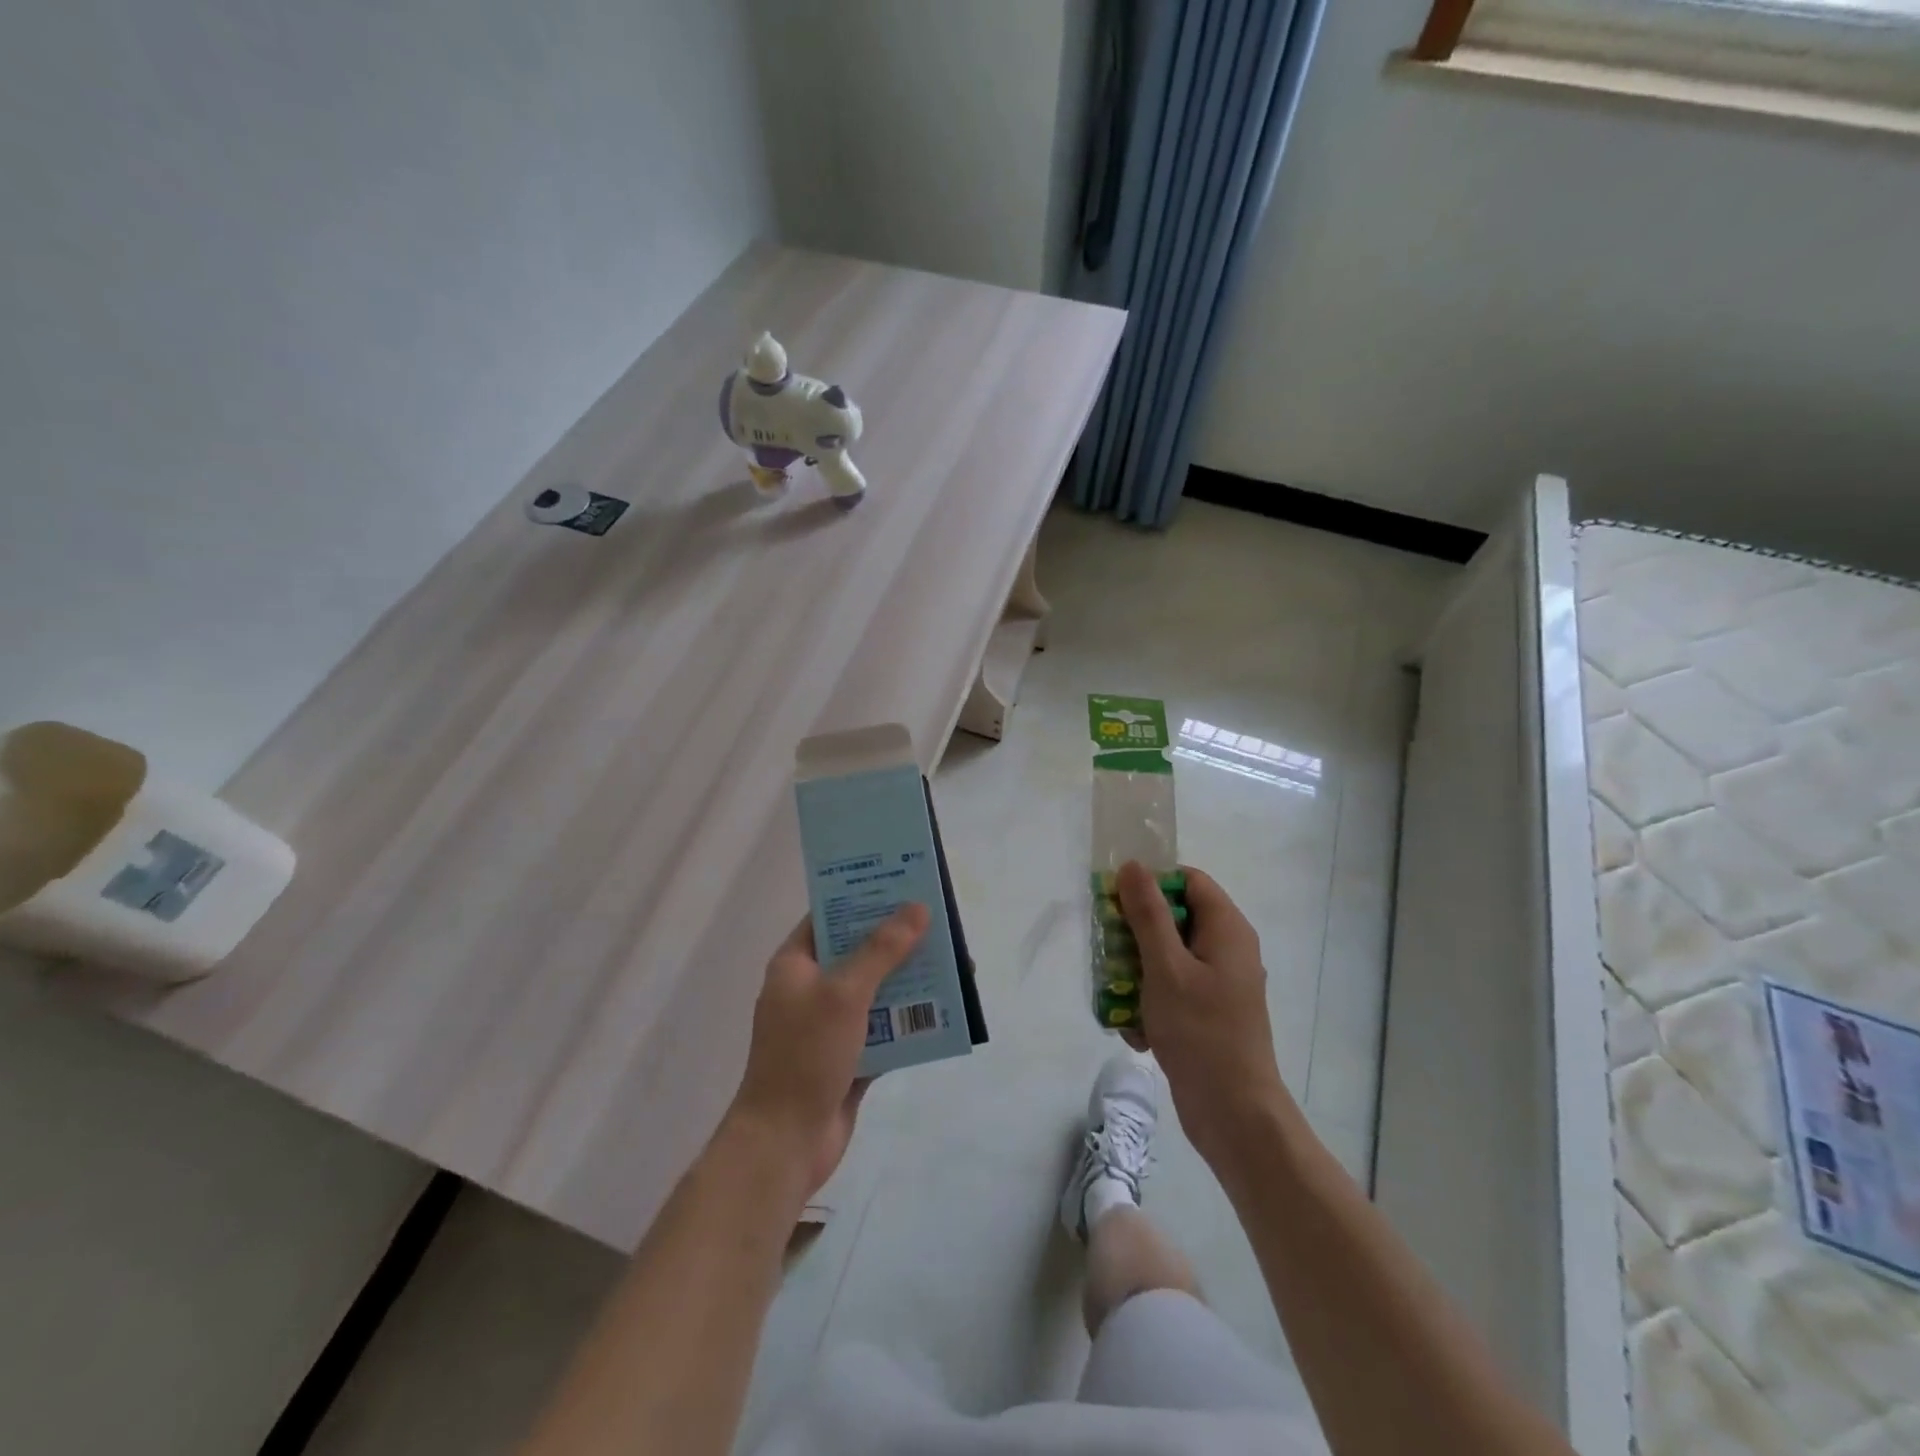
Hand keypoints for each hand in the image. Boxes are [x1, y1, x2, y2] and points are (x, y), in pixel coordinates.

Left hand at [728, 903, 929, 1196]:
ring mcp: (831, 1024)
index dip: (863, 896)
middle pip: (859, 950)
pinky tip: (946, 1009)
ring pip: (877, 989)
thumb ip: (882, 949)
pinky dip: (911, 1018)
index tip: (902, 882)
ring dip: (910, 978)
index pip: (829, 915)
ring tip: (952, 962)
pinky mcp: (851, 1055)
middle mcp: (812, 988)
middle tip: (939, 920)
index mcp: (796, 964)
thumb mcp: (845, 993)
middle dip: (898, 938)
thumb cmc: (805, 1055)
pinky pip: (886, 1026)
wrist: (785, 1143)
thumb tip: (916, 908)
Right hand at [1116, 861, 1287, 1165]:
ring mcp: (1219, 984)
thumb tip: (1134, 865)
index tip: (1116, 901)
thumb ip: (1148, 914)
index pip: (1188, 880)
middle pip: (1174, 918)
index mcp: (1227, 929)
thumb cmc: (1200, 1032)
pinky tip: (1137, 1031)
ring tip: (1118, 996)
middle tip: (1107, 949)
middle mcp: (1227, 949)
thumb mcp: (1165, 967)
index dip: (1152, 883)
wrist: (1233, 1113)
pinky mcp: (1208, 1013)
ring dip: (1137, 972)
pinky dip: (1151, 1003)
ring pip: (1167, 956)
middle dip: (1136, 933)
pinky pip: (1172, 990)